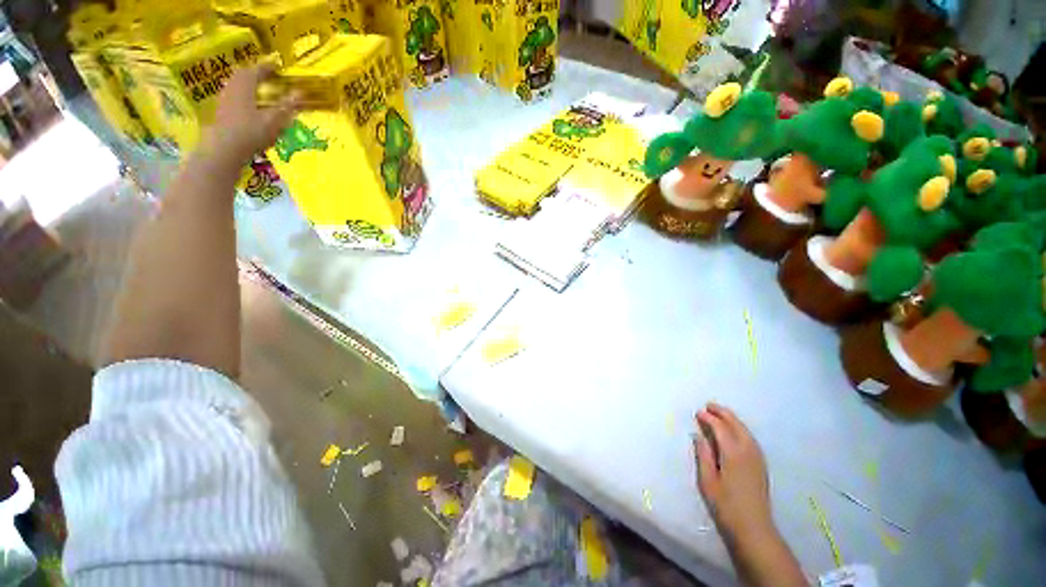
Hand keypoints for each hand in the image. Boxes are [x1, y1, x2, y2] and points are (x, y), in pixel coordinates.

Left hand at [199, 64, 298, 167]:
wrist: (224, 149)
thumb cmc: (251, 132)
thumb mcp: (274, 120)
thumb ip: (287, 106)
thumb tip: (300, 92)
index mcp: (245, 86)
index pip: (257, 70)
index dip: (268, 67)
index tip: (278, 67)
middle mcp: (232, 88)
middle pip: (243, 75)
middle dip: (255, 74)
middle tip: (266, 77)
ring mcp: (224, 100)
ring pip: (236, 85)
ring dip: (247, 85)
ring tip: (258, 90)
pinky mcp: (221, 112)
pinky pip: (233, 97)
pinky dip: (242, 96)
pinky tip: (248, 106)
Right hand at [693, 403, 774, 541]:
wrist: (754, 528)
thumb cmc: (726, 505)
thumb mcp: (707, 480)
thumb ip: (703, 455)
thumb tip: (699, 435)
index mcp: (733, 453)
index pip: (720, 427)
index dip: (708, 418)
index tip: (697, 412)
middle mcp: (748, 450)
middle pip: (735, 424)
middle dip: (722, 413)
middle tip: (708, 405)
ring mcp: (757, 457)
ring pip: (745, 430)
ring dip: (732, 419)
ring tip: (719, 413)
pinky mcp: (761, 464)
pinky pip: (750, 438)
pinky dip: (740, 428)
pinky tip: (734, 431)